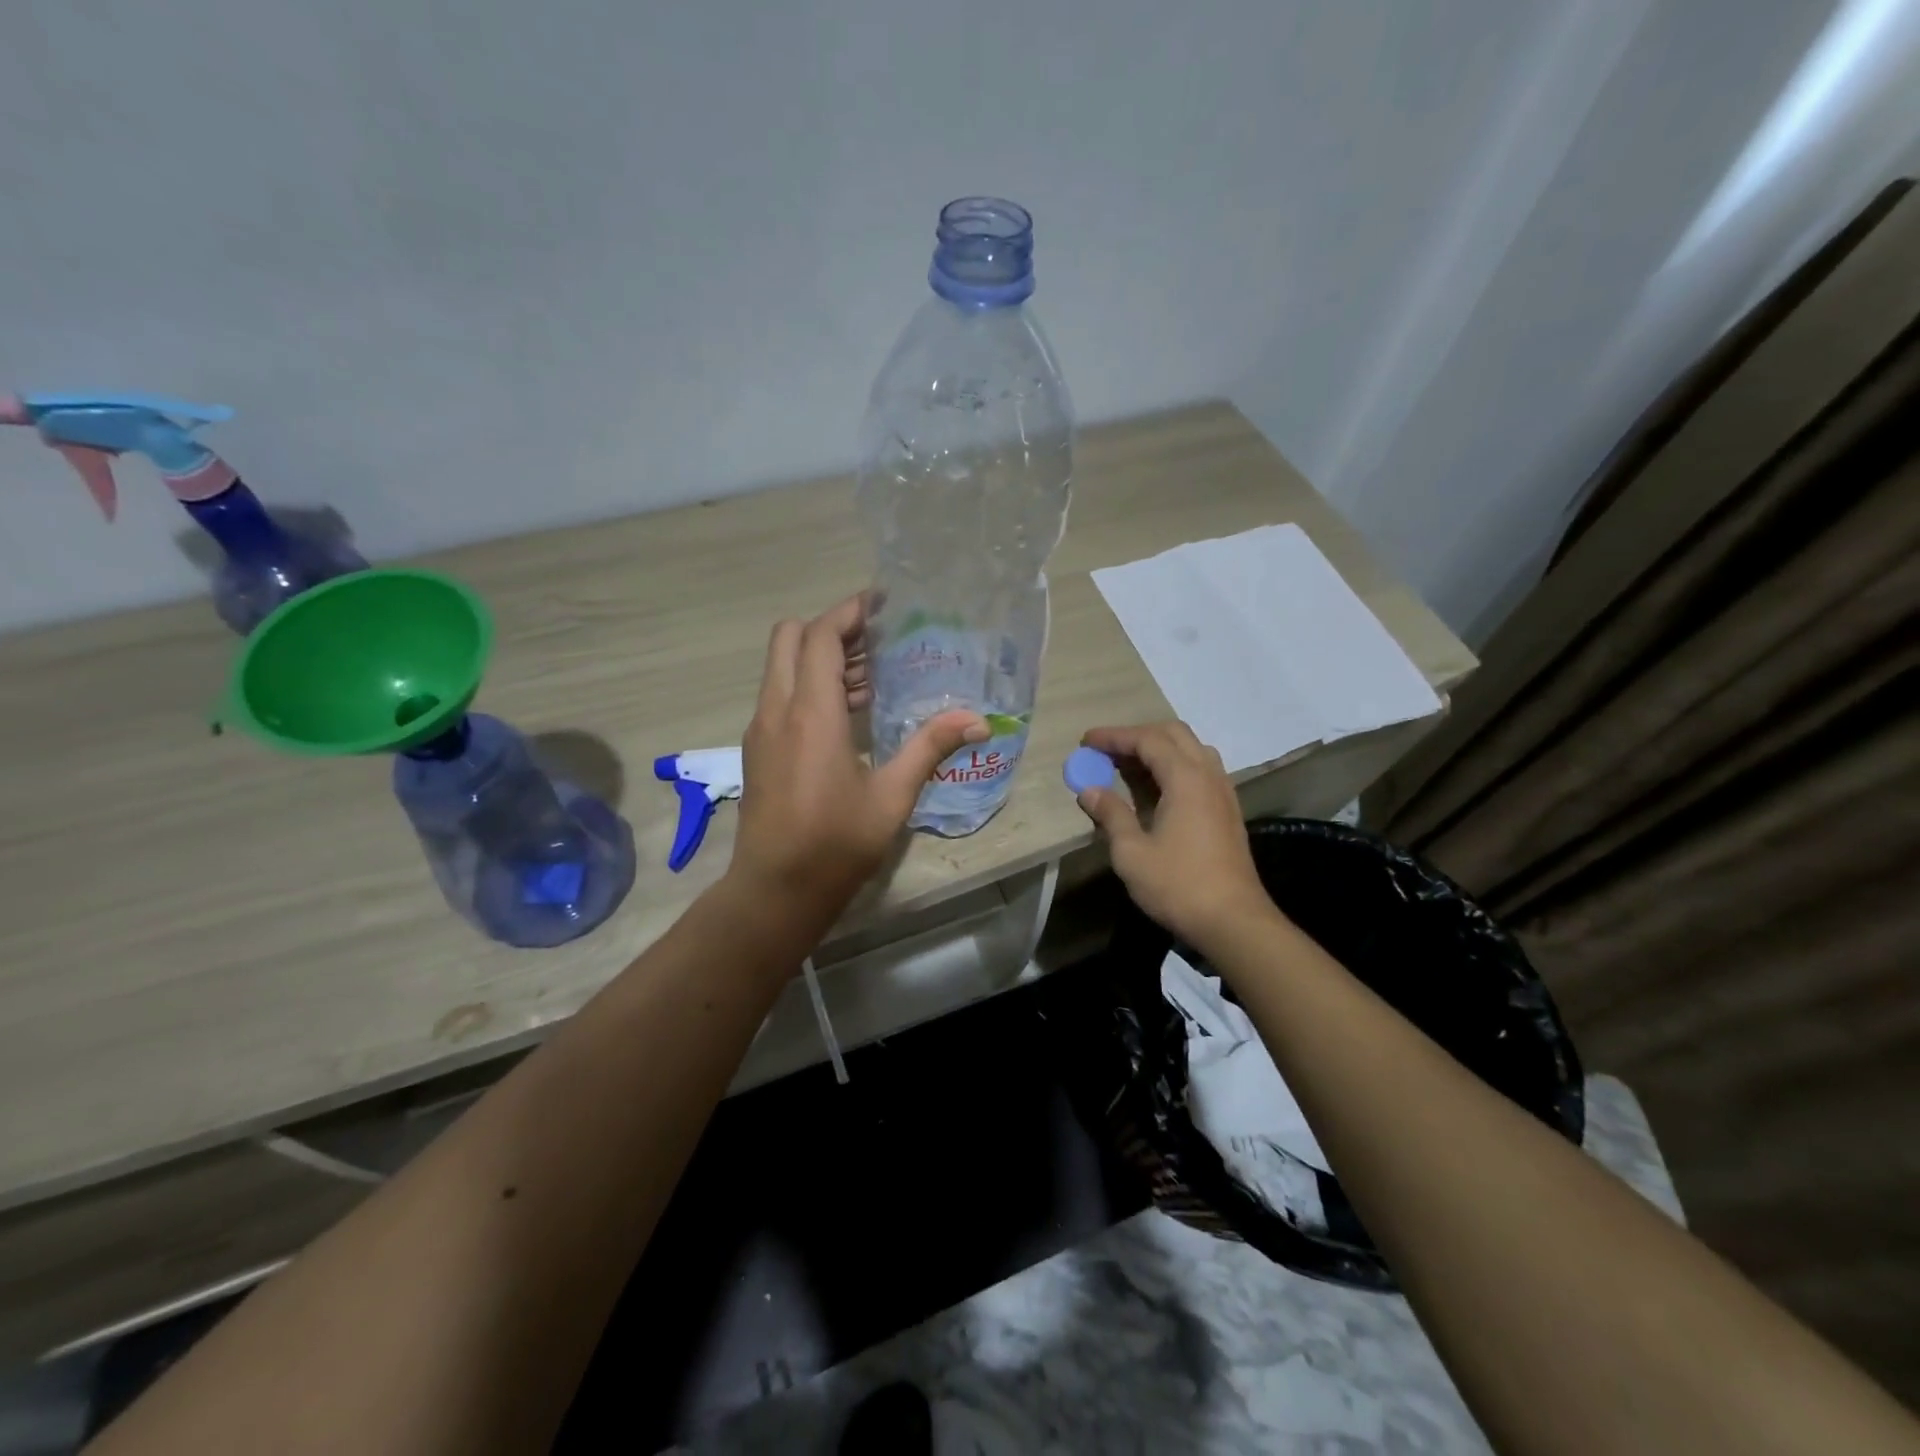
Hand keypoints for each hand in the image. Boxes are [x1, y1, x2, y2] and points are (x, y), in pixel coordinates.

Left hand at [731, 595, 986, 921]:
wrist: (775, 891)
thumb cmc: (835, 844)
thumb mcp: (892, 797)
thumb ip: (930, 748)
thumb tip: (978, 720)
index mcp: (810, 714)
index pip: (821, 636)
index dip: (849, 612)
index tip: (883, 604)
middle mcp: (777, 710)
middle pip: (791, 638)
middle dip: (832, 628)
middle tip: (878, 640)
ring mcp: (761, 729)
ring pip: (784, 666)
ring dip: (821, 657)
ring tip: (873, 675)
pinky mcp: (758, 748)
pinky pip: (781, 695)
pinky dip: (809, 685)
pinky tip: (849, 713)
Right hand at [1075, 722, 1275, 947]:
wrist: (1233, 921)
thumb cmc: (1178, 885)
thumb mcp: (1132, 852)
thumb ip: (1111, 815)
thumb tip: (1089, 790)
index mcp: (1186, 779)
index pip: (1147, 740)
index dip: (1115, 736)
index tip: (1086, 740)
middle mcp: (1208, 776)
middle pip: (1174, 735)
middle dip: (1138, 735)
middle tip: (1107, 750)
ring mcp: (1223, 792)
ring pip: (1191, 750)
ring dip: (1159, 748)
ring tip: (1129, 765)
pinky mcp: (1227, 811)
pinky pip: (1201, 770)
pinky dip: (1174, 766)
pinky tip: (1156, 789)